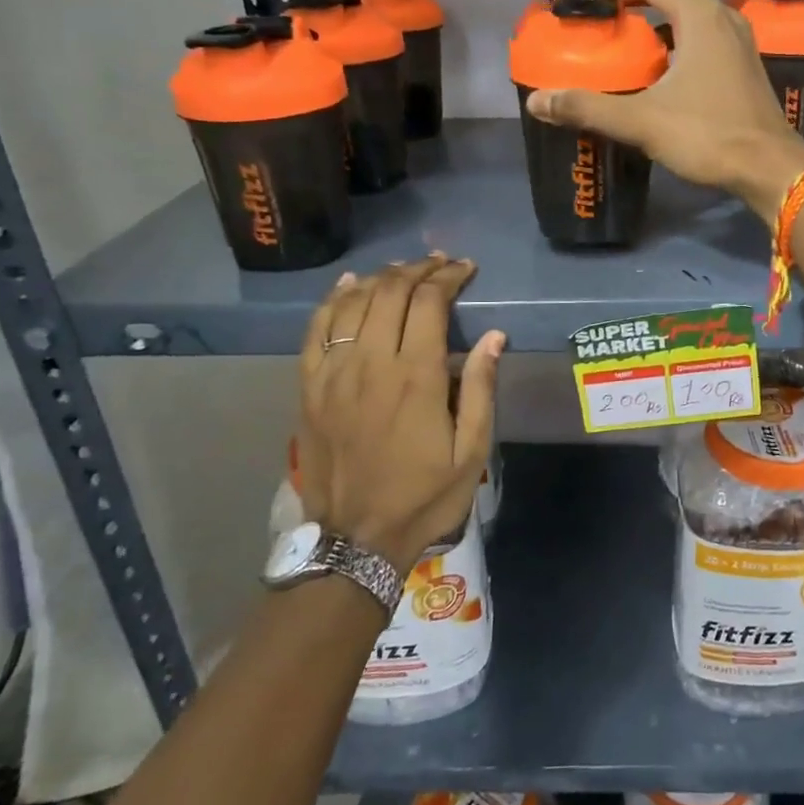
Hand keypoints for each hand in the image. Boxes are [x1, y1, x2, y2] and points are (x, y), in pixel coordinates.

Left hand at [293, 256, 506, 570]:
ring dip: (380, 278)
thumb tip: (494, 336)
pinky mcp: (308, 387)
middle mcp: (371, 364)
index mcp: (415, 377)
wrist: (355, 540)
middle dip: (418, 269)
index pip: (428, 303)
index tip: (465, 269)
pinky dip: (333, 300)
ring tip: (403, 270)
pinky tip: (349, 284)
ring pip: (353, 303)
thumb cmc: (423, 496)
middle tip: (440, 264)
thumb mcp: (471, 451)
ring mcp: (333, 374)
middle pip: (390, 293)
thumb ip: (480, 388)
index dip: (448, 277)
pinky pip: (316, 329)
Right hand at [524, 0, 803, 223]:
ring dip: (656, 25)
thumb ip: (589, 108)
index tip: (585, 0)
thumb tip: (537, 102)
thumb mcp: (642, 121)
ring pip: (690, 19)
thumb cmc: (709, 136)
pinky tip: (661, 75)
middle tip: (602, 22)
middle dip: (633, 2)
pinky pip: (704, 41)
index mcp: (700, 17)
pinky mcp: (745, 68)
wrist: (771, 169)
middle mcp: (724, 20)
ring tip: (626, 46)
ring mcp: (740, 44)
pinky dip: (676, 45)